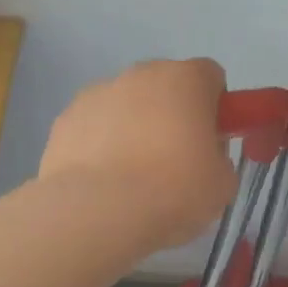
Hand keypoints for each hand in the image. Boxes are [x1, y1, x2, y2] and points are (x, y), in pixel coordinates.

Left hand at [40, 58, 237, 249]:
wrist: (97, 211)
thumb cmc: (172, 191)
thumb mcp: (222, 183)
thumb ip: (218, 158)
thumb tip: (203, 156)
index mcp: (185, 80)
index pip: (210, 76)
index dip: (215, 107)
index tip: (210, 141)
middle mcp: (140, 74)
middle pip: (165, 87)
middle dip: (172, 115)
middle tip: (175, 162)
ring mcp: (97, 93)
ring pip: (126, 105)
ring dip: (133, 128)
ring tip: (132, 178)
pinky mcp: (65, 119)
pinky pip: (93, 127)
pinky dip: (100, 145)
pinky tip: (103, 182)